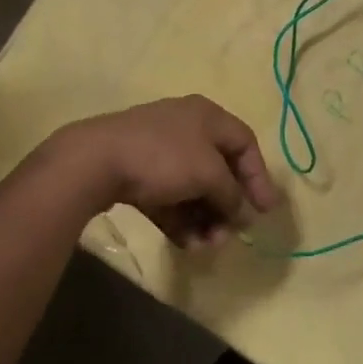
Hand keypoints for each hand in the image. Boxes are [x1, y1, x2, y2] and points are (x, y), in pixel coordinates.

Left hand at [49, 96, 279, 247]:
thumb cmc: (164, 158)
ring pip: (193, 189)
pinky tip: (185, 245)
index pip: (245, 143)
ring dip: (204, 219)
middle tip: (229, 235)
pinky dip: (180, 220)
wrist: (96, 161)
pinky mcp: (137, 173)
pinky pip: (169, 199)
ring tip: (204, 247)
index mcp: (207, 116)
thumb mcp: (209, 173)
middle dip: (227, 206)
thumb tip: (238, 210)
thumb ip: (231, 193)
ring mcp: (159, 151)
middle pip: (219, 170)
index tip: (265, 211)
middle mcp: (186, 128)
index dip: (259, 176)